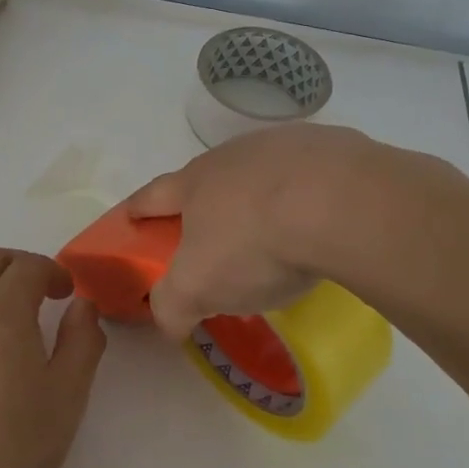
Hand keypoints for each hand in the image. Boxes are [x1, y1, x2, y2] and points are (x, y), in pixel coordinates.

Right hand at [125, 124, 402, 337]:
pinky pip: (312, 174)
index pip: (153, 196)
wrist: (339, 203)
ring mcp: (285, 145)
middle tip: (214, 239)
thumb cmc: (254, 243)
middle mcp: (234, 155)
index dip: (137, 209)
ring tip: (277, 231)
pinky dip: (308, 194)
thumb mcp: (197, 287)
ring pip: (262, 173)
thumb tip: (168, 322)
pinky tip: (323, 220)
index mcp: (195, 183)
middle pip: (208, 179)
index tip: (129, 218)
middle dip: (205, 205)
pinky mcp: (333, 147)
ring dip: (260, 196)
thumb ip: (172, 305)